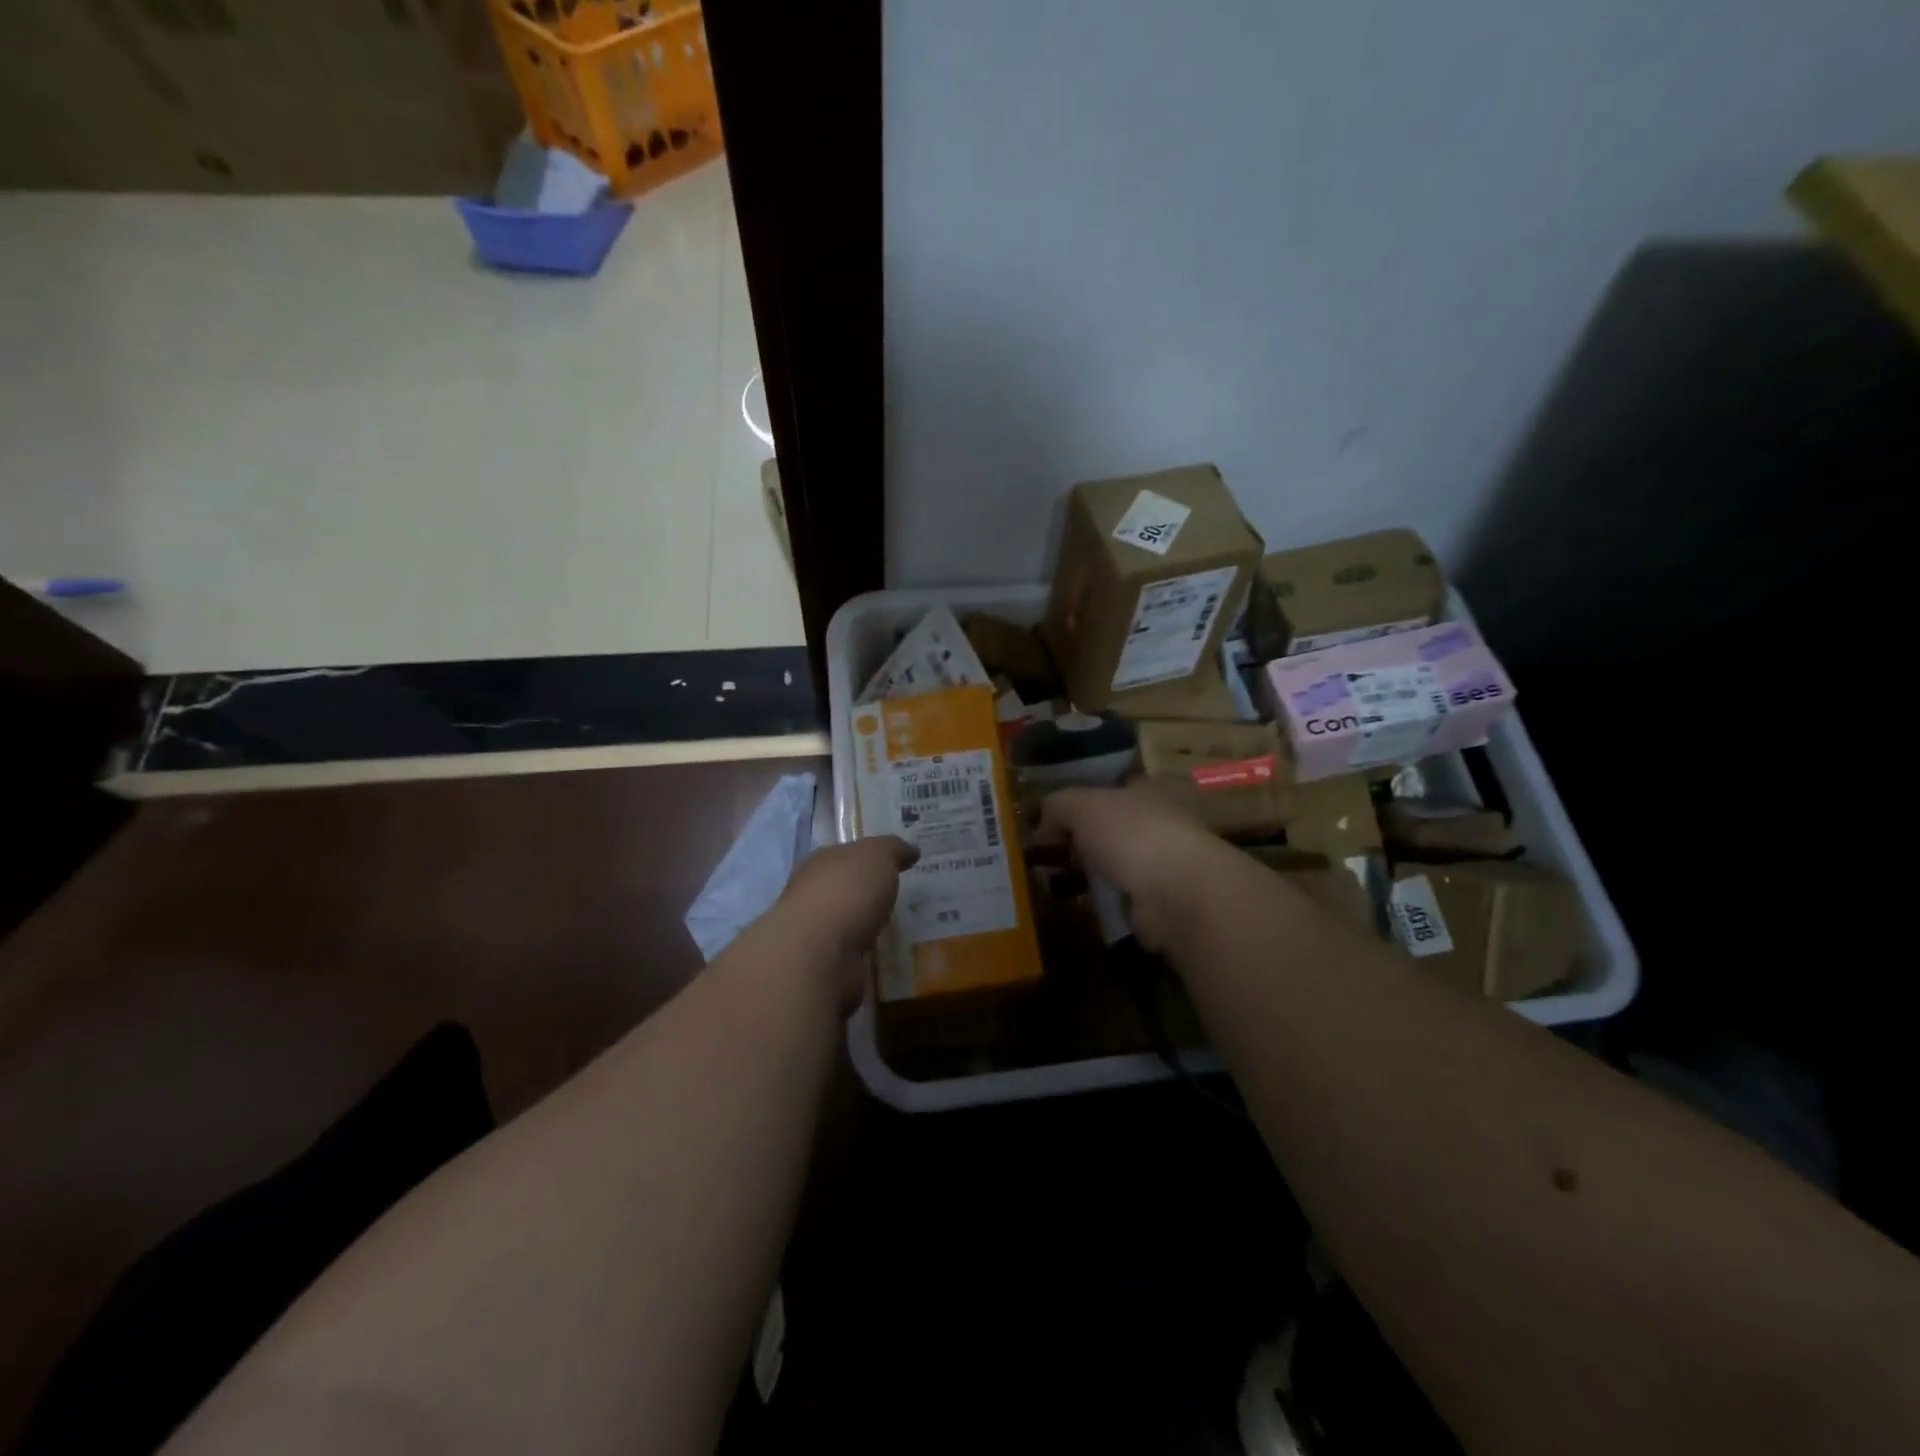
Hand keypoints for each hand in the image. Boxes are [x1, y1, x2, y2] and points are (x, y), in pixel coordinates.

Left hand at [774, 836, 919, 1008]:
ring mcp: (815, 933)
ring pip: (847, 924)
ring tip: (897, 931)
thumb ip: (893, 849)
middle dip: (867, 894)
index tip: (896, 864)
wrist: (818, 953)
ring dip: (866, 928)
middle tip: (900, 898)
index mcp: (820, 862)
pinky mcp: (823, 966)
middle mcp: (811, 894)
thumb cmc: (847, 892)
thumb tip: (911, 851)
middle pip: (844, 889)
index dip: (870, 857)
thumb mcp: (878, 856)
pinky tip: (884, 957)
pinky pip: (851, 955)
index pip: (846, 854)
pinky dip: (865, 955)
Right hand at [1032, 785, 1225, 950]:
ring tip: (1054, 886)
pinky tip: (1079, 906)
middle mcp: (1160, 822)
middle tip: (1044, 859)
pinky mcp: (1161, 903)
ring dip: (1087, 875)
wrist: (1177, 894)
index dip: (1075, 806)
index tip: (1047, 826)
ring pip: (1114, 865)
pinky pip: (1121, 898)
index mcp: (1147, 790)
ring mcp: (1164, 864)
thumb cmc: (1131, 835)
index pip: (1107, 791)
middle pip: (1109, 829)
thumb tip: (1041, 826)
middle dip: (1077, 843)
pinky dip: (1101, 902)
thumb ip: (1056, 807)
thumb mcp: (1081, 806)